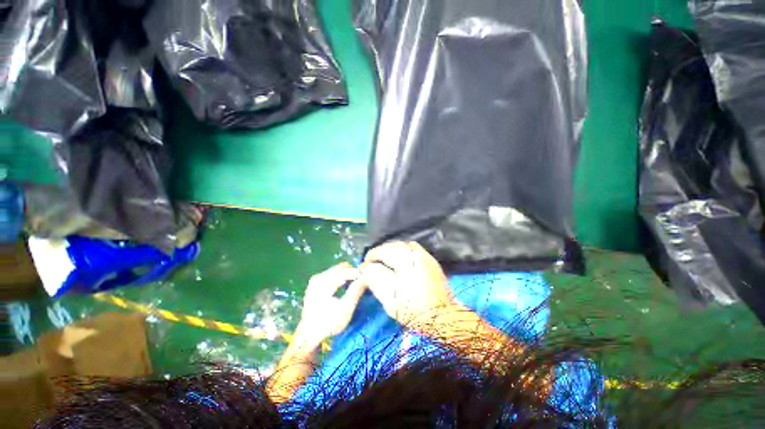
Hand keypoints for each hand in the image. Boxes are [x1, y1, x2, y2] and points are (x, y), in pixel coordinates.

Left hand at [294, 262, 365, 349]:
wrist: (308, 336)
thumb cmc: (328, 324)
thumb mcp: (345, 309)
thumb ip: (355, 291)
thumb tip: (365, 277)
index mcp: (324, 282)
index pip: (346, 271)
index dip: (358, 273)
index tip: (369, 276)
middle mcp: (319, 277)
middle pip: (341, 268)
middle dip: (353, 273)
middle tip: (363, 281)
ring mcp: (316, 279)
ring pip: (337, 270)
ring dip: (348, 275)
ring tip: (357, 283)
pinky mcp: (316, 283)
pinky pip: (332, 274)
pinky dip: (341, 278)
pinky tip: (346, 286)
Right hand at [360, 242, 455, 325]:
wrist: (443, 316)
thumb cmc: (415, 313)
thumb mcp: (391, 303)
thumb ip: (376, 283)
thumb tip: (364, 269)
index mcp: (404, 270)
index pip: (380, 259)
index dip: (369, 261)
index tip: (363, 266)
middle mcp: (414, 259)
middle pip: (390, 247)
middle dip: (378, 252)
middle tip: (371, 260)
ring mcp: (423, 257)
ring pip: (401, 244)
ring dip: (389, 248)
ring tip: (383, 257)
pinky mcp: (430, 258)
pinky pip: (412, 246)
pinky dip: (401, 248)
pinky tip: (398, 256)